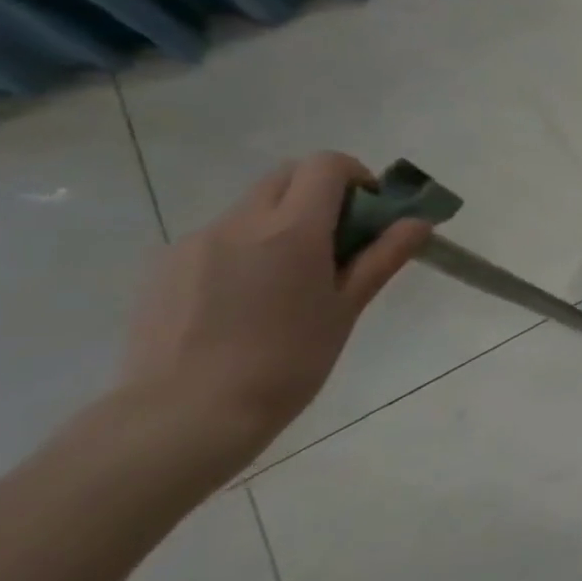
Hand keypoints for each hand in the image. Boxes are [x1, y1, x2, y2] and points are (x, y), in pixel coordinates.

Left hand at [117, 153, 428, 479]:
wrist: (186, 414)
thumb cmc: (288, 361)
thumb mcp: (347, 308)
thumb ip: (382, 257)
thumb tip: (418, 223)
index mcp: (290, 230)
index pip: (324, 165)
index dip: (355, 177)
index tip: (369, 214)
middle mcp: (238, 223)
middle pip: (285, 177)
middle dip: (320, 194)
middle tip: (340, 242)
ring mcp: (193, 243)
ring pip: (250, 208)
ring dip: (282, 223)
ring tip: (292, 282)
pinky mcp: (163, 267)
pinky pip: (218, 238)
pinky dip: (246, 249)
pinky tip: (248, 301)